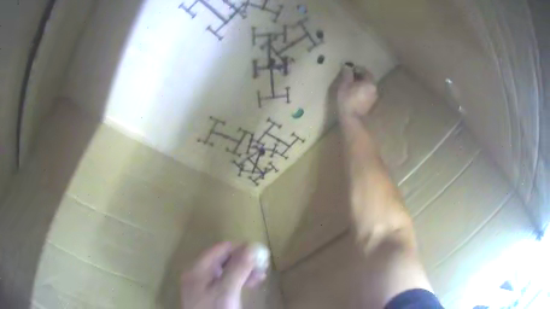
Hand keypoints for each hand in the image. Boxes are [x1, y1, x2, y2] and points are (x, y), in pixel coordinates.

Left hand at [181, 243, 267, 308]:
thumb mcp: (227, 290)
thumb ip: (238, 268)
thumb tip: (251, 247)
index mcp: (198, 268)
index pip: (221, 248)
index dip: (241, 248)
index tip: (259, 254)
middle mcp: (198, 272)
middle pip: (223, 259)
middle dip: (244, 261)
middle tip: (262, 267)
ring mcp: (202, 284)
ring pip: (225, 271)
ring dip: (243, 271)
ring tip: (260, 277)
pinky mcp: (207, 294)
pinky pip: (223, 281)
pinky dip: (237, 281)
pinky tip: (250, 285)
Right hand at [329, 64, 377, 118]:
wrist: (351, 119)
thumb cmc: (347, 100)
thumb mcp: (344, 84)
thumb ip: (347, 74)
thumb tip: (347, 67)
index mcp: (370, 83)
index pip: (366, 71)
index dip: (358, 68)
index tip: (350, 69)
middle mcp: (375, 89)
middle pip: (368, 79)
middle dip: (360, 76)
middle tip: (350, 76)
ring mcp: (374, 98)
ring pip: (368, 87)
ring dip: (361, 84)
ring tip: (352, 85)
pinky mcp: (371, 105)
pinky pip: (367, 94)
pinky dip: (362, 91)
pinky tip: (355, 94)